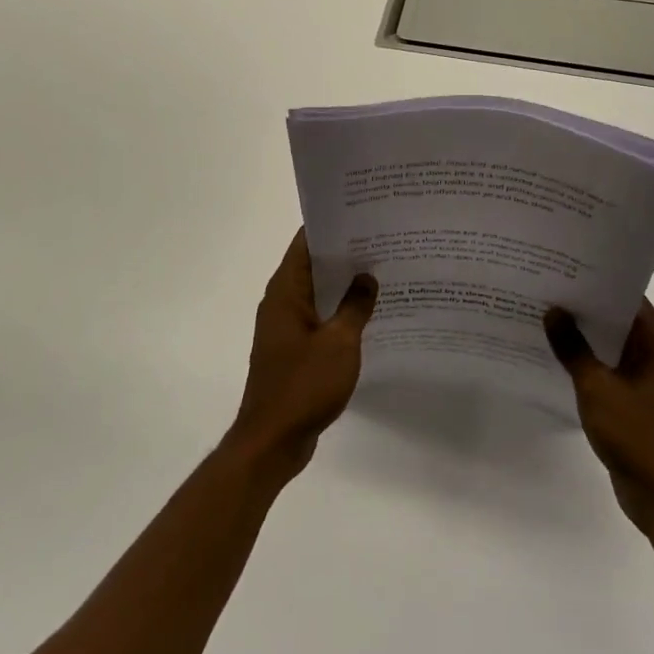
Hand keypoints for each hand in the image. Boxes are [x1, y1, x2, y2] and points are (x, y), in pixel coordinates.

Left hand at [228, 228, 377, 480]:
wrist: (272, 440)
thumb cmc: (303, 384)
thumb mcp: (339, 342)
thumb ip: (355, 306)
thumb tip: (367, 277)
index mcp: (285, 291)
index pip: (305, 243)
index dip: (330, 226)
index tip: (360, 213)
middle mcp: (281, 302)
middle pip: (312, 265)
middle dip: (343, 253)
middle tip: (380, 239)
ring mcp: (285, 327)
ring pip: (317, 293)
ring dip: (343, 285)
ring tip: (381, 271)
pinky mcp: (293, 350)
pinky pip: (318, 318)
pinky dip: (338, 311)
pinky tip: (367, 314)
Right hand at [545, 301, 653, 533]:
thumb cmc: (637, 435)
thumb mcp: (597, 387)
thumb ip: (573, 348)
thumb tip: (553, 311)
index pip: (626, 296)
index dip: (596, 280)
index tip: (563, 268)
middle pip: (616, 318)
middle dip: (583, 306)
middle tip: (545, 287)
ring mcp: (646, 379)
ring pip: (609, 344)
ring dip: (582, 335)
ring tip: (543, 316)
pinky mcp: (634, 401)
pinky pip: (607, 368)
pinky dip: (586, 361)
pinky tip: (555, 356)